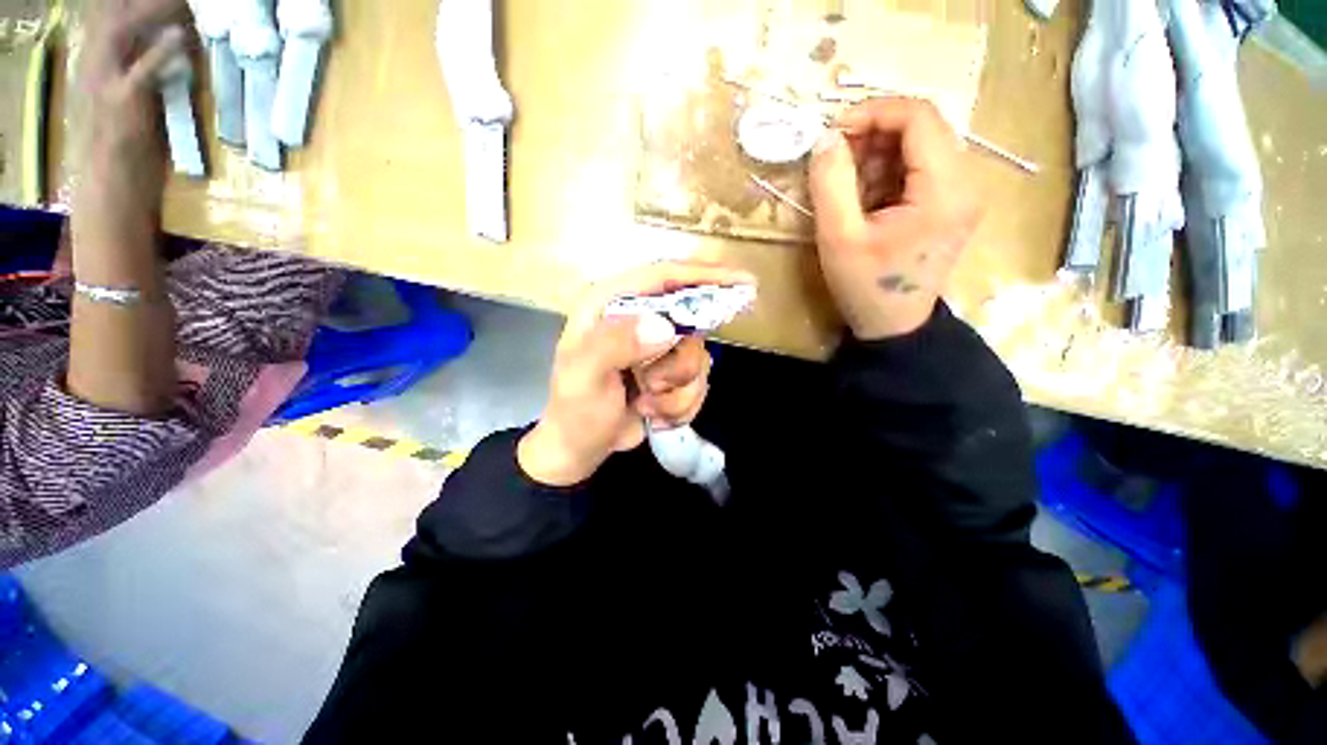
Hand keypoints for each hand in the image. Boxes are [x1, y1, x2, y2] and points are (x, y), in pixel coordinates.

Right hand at [75, 0, 190, 254]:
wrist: (108, 199)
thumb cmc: (122, 160)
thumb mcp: (131, 109)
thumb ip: (145, 79)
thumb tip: (170, 52)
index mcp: (95, 68)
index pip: (109, 18)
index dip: (131, 0)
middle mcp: (93, 68)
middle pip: (112, 15)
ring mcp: (104, 85)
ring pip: (121, 31)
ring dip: (151, 10)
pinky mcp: (121, 106)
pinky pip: (141, 71)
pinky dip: (159, 52)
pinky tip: (179, 35)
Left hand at [518, 263, 755, 486]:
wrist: (581, 448)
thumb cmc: (575, 410)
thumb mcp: (585, 375)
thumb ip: (616, 344)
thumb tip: (667, 327)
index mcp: (610, 302)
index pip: (664, 275)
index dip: (704, 275)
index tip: (744, 282)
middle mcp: (638, 317)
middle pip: (690, 323)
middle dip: (680, 364)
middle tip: (654, 386)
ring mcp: (657, 345)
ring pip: (698, 359)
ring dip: (676, 391)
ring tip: (646, 404)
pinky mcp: (670, 371)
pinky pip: (698, 383)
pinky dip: (680, 404)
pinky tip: (654, 413)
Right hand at [808, 97, 980, 339]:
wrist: (894, 326)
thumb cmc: (866, 287)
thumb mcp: (838, 238)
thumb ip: (830, 184)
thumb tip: (826, 139)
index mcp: (945, 189)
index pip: (919, 117)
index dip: (874, 112)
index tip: (834, 133)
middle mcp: (966, 182)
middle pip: (922, 128)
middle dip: (873, 136)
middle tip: (835, 162)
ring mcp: (962, 193)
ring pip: (920, 146)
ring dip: (878, 157)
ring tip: (847, 188)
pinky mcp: (951, 204)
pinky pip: (920, 169)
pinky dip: (888, 174)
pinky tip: (866, 200)